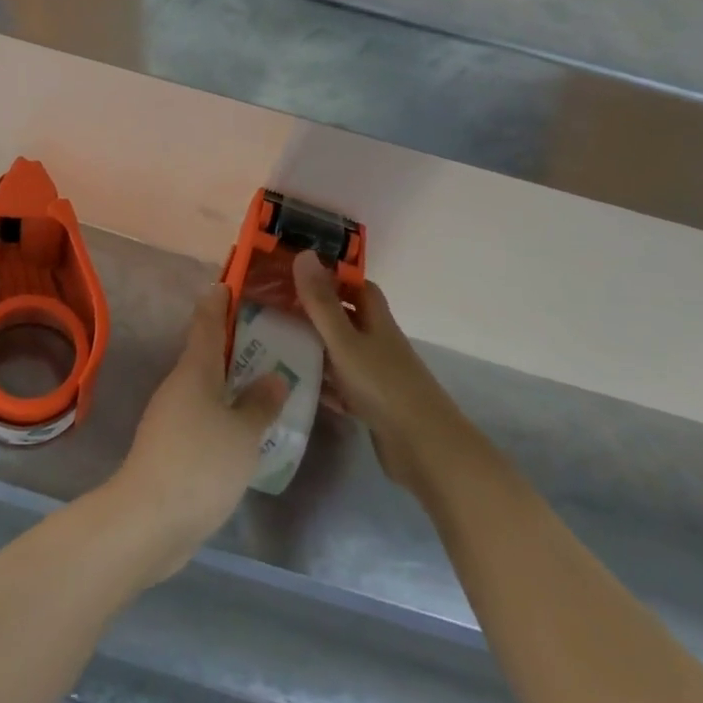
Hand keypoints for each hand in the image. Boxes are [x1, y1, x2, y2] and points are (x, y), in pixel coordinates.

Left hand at [110, 284, 287, 580]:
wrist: (149, 519)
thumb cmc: (200, 464)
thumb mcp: (243, 434)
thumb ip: (260, 405)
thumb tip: (273, 378)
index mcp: (195, 370)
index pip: (206, 322)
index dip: (218, 301)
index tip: (229, 282)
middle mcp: (179, 385)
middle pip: (206, 354)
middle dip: (233, 343)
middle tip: (269, 337)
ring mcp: (170, 416)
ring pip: (206, 387)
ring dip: (231, 382)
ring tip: (266, 383)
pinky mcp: (170, 446)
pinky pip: (203, 416)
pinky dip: (224, 413)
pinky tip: (246, 430)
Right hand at [292, 249, 455, 492]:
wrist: (426, 450)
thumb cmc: (384, 386)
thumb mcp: (345, 341)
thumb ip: (322, 302)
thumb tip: (304, 253)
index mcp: (377, 322)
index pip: (358, 287)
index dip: (333, 277)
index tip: (298, 273)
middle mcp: (379, 344)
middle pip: (347, 319)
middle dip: (316, 312)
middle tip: (276, 308)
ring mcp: (378, 376)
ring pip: (342, 354)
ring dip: (316, 348)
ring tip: (276, 342)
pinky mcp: (373, 406)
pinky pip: (342, 386)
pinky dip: (323, 383)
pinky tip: (296, 385)